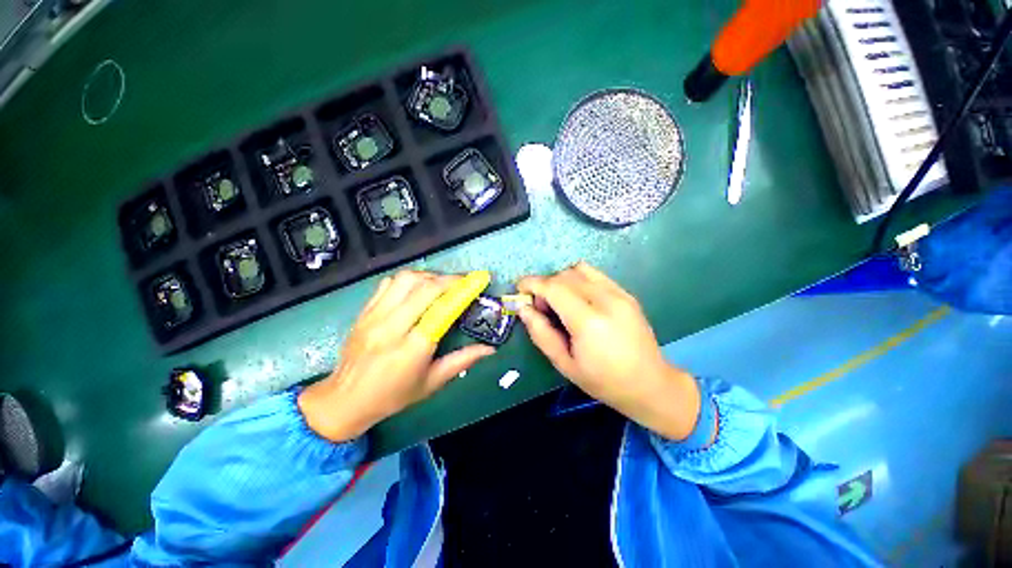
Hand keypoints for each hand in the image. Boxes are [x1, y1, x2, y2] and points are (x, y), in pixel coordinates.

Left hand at [299, 270, 494, 441]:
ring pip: (406, 279)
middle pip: (425, 289)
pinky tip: (416, 289)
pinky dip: (408, 280)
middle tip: (463, 282)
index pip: (442, 310)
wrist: (345, 399)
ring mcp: (375, 316)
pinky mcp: (364, 311)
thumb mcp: (432, 382)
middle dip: (449, 280)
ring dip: (428, 276)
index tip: (476, 282)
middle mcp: (392, 327)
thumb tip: (489, 349)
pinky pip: (388, 283)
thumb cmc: (393, 395)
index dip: (462, 292)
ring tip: (440, 284)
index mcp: (412, 349)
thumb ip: (462, 361)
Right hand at [517, 262, 700, 440]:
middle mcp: (606, 300)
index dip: (532, 284)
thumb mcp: (564, 364)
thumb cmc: (603, 381)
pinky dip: (578, 280)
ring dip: (561, 280)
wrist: (651, 384)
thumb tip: (523, 308)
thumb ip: (541, 333)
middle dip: (545, 285)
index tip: (519, 288)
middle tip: (542, 308)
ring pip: (578, 270)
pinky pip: (594, 274)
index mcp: (589, 322)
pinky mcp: (626, 293)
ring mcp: (619, 293)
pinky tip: (578, 299)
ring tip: (561, 302)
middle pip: (564, 275)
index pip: (554, 288)